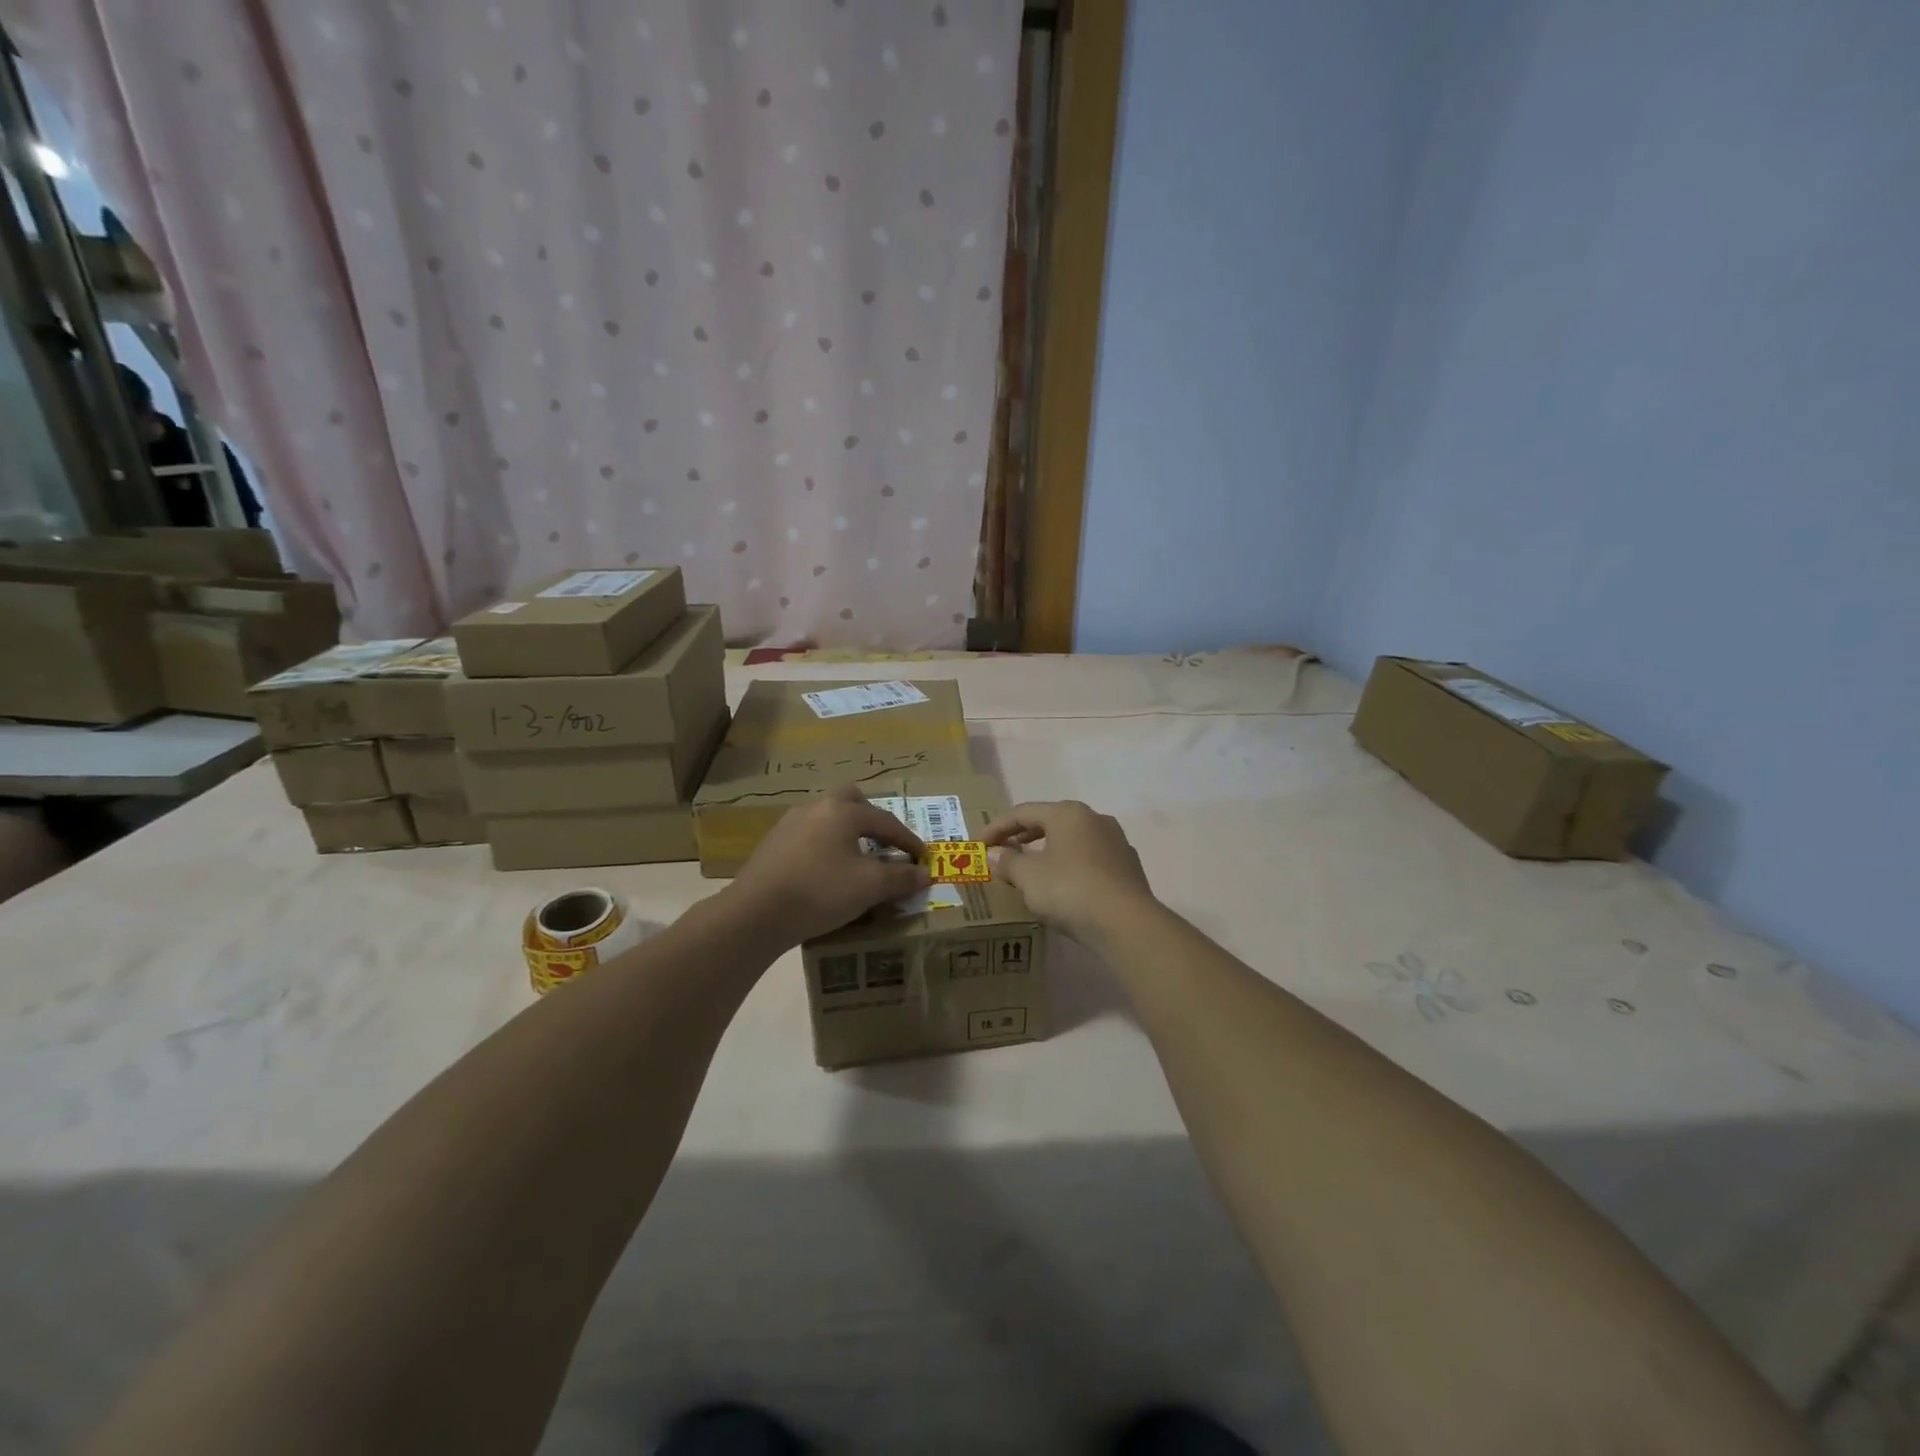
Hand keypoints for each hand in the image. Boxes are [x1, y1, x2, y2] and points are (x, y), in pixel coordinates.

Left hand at [729, 783, 930, 945]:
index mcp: (842, 812)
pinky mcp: (772, 846)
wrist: (755, 913)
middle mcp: (815, 808)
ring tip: (855, 860)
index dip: (908, 840)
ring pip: (826, 819)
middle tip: (883, 843)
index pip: (885, 821)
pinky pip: (808, 837)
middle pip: (850, 801)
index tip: (922, 857)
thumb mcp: (869, 887)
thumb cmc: (820, 891)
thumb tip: (924, 873)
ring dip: (845, 834)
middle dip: (871, 819)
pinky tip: (825, 873)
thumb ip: (900, 877)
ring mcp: (789, 825)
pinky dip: (825, 848)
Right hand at [982, 800, 1155, 944]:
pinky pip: (1089, 859)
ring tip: (1030, 870)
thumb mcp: (1029, 877)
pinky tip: (1061, 886)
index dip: (997, 827)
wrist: (1127, 924)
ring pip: (1072, 840)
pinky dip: (1069, 866)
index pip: (1023, 812)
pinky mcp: (1127, 867)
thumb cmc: (1070, 890)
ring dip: (1047, 851)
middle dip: (1023, 837)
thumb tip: (995, 853)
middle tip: (1003, 852)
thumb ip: (1008, 862)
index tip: (979, 844)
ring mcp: (1116, 842)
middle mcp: (1094, 819)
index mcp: (1068, 813)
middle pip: (1050, 822)